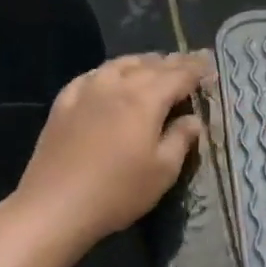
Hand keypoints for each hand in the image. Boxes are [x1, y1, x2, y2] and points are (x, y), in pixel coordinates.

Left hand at [14, 52, 208, 251]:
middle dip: (173, 62)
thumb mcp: (163, 171)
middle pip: (150, 65)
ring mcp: (86, 91)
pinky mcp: (63, 103)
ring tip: (154, 64)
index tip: (210, 64)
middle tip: (189, 61)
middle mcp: (116, 86)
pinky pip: (91, 76)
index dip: (196, 69)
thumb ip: (181, 139)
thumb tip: (193, 119)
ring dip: (142, 62)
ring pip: (119, 65)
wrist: (55, 206)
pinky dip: (110, 71)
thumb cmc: (118, 191)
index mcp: (145, 100)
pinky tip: (109, 77)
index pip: (178, 75)